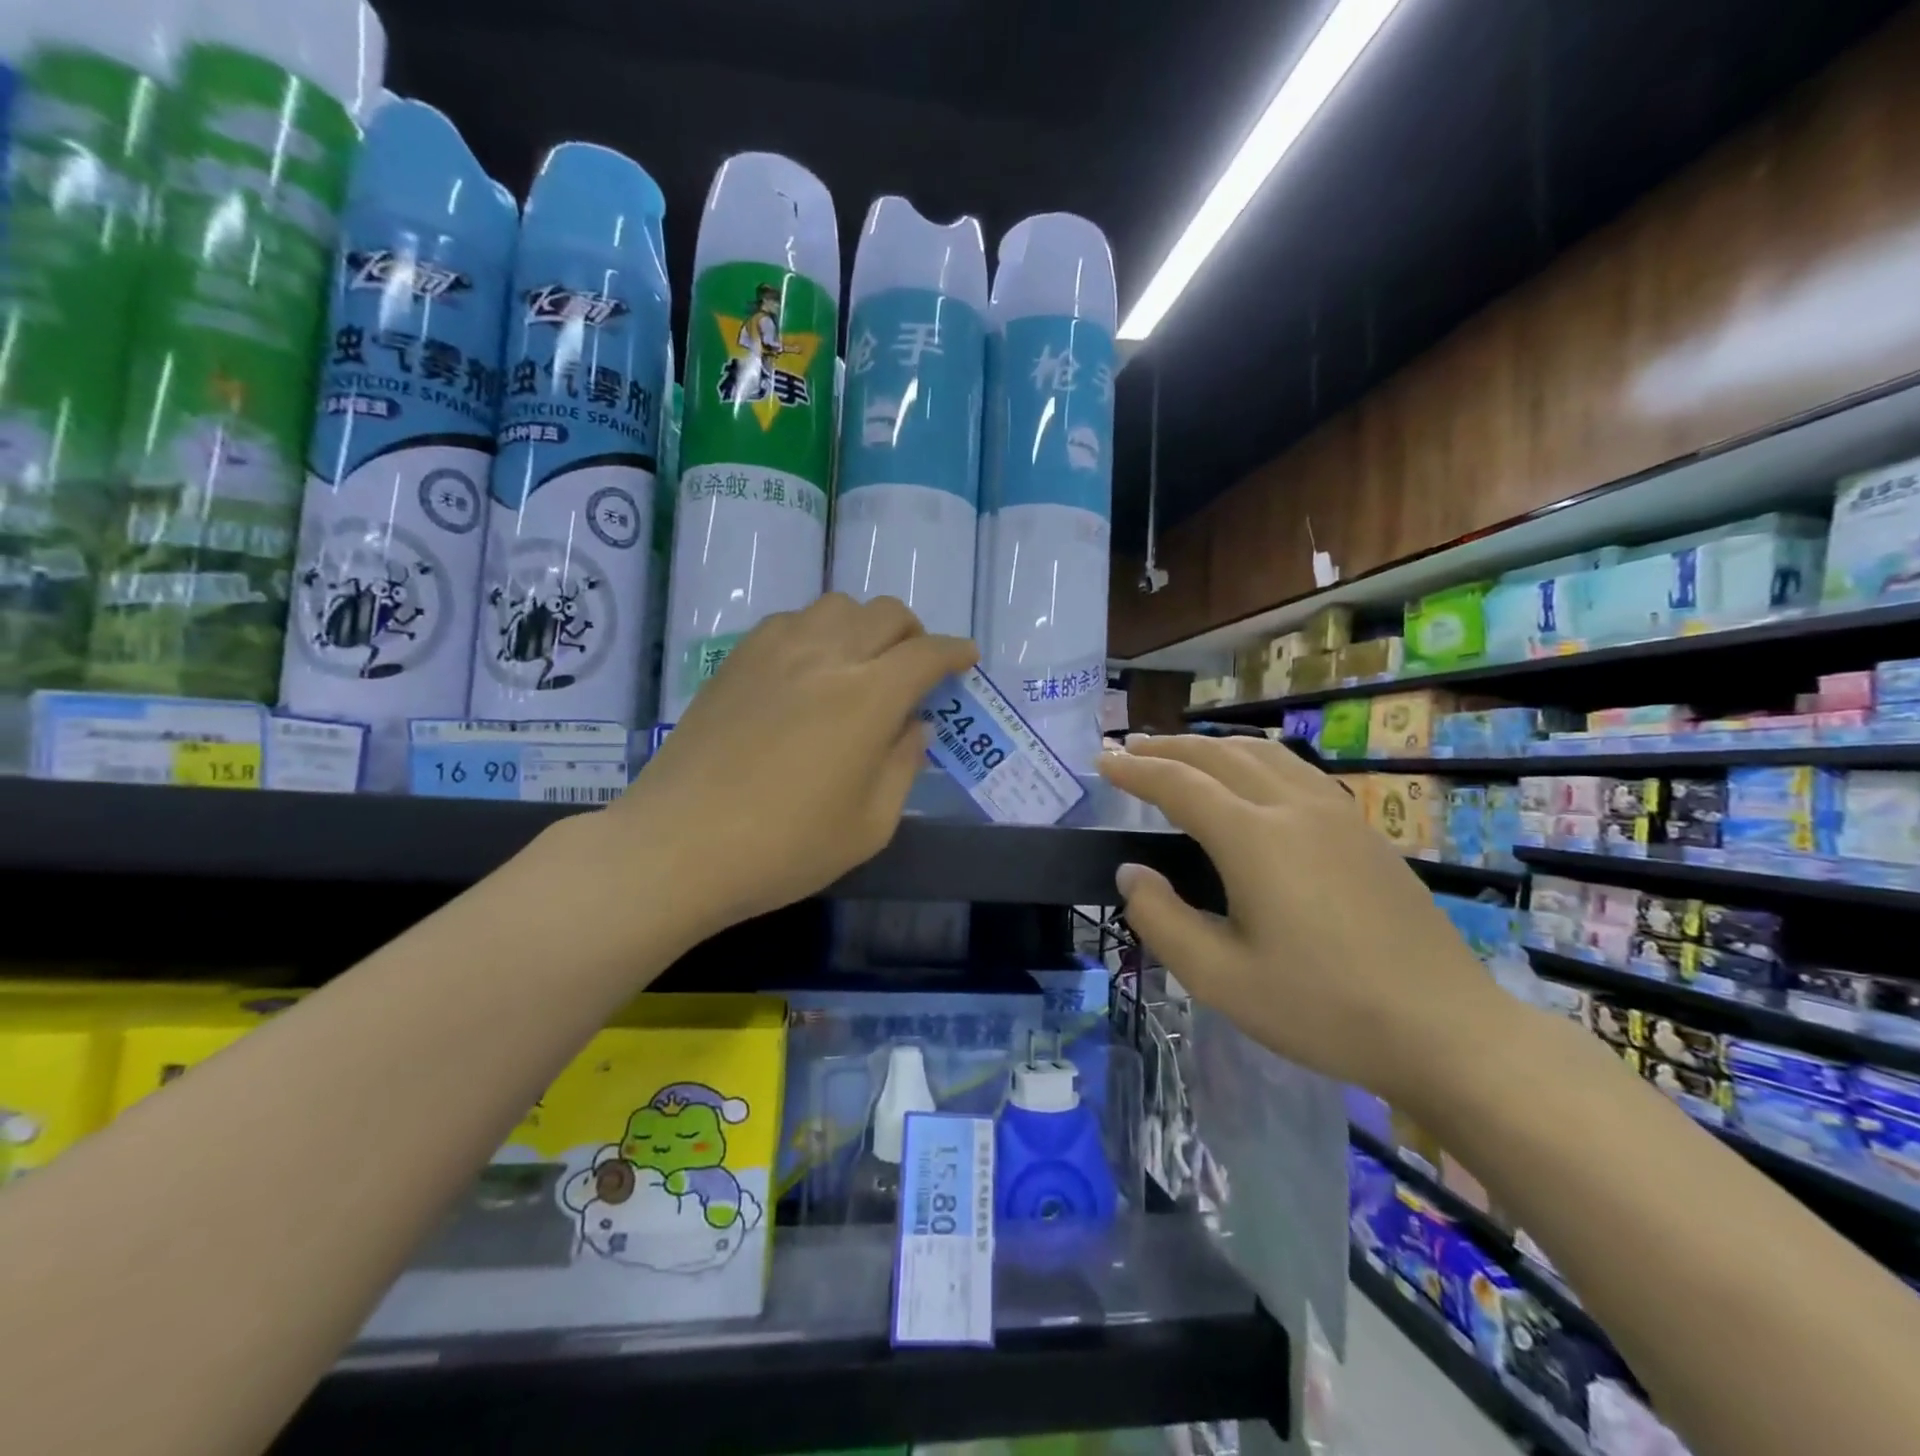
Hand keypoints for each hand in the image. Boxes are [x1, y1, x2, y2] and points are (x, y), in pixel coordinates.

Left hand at [609, 594, 976, 941]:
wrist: (679, 846)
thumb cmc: (785, 848)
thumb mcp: (870, 825)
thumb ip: (903, 766)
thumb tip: (913, 725)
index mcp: (868, 697)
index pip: (926, 653)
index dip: (954, 652)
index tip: (966, 659)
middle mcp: (826, 656)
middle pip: (885, 613)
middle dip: (914, 634)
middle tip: (915, 668)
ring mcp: (775, 651)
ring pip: (836, 606)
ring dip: (864, 626)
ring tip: (861, 664)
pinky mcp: (737, 659)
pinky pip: (791, 620)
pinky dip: (817, 631)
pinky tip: (809, 668)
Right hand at [1097, 736, 1514, 1100]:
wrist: (1446, 1030)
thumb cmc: (1323, 1009)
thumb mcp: (1221, 979)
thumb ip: (1162, 920)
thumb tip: (1132, 873)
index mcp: (1255, 839)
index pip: (1180, 785)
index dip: (1136, 770)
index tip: (1103, 761)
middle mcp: (1294, 808)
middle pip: (1220, 755)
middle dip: (1169, 747)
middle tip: (1130, 748)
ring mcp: (1336, 814)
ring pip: (1262, 754)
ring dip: (1212, 746)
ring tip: (1181, 753)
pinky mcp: (1363, 830)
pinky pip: (1294, 770)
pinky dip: (1253, 758)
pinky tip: (1250, 777)